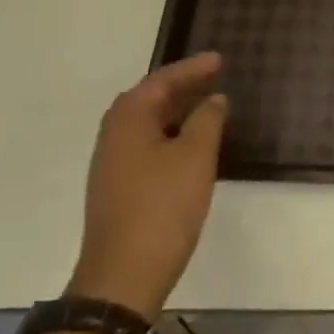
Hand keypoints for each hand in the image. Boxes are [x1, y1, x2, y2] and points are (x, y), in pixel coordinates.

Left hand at [69, 53, 228, 317]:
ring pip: (147, 123)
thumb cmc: (163, 207)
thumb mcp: (195, 157)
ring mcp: (113, 164)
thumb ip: (208, 120)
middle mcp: (114, 135)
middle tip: (214, 77)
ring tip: (208, 105)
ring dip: (176, 111)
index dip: (192, 68)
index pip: (162, 81)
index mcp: (128, 120)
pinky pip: (147, 144)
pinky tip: (191, 145)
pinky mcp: (119, 187)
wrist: (124, 274)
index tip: (220, 59)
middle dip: (181, 86)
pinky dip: (171, 134)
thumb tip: (213, 99)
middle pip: (149, 99)